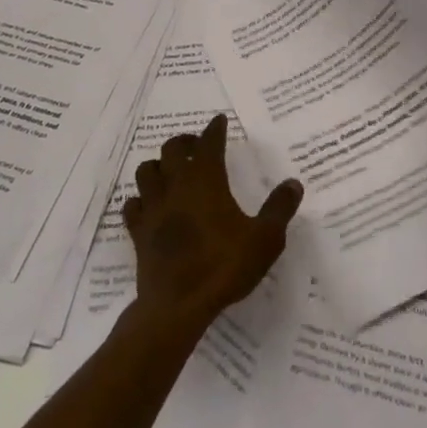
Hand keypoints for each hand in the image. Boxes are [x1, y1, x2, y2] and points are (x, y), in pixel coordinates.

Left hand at [123, 115, 301, 333]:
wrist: (178, 305)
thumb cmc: (224, 266)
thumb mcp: (265, 239)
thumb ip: (279, 209)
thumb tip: (293, 183)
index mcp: (206, 181)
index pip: (209, 143)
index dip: (214, 130)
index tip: (219, 121)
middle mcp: (176, 186)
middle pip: (171, 149)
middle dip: (184, 142)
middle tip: (197, 146)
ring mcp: (153, 208)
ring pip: (146, 171)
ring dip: (158, 166)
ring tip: (171, 172)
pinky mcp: (139, 232)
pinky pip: (133, 205)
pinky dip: (140, 200)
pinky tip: (150, 205)